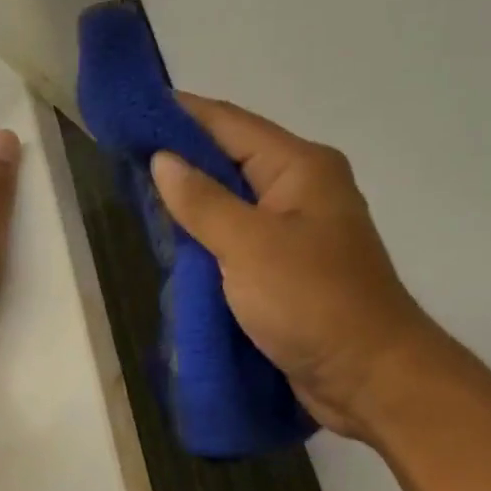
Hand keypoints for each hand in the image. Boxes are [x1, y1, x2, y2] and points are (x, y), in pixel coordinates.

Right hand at [150, 94, 444, 439]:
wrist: (370, 378)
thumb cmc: (313, 302)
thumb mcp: (249, 246)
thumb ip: (202, 201)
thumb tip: (161, 159)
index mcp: (299, 167)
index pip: (227, 123)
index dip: (177, 114)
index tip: (128, 112)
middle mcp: (298, 188)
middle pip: (228, 157)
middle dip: (177, 157)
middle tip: (120, 156)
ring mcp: (293, 229)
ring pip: (228, 200)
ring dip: (187, 199)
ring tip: (133, 193)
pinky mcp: (284, 266)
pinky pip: (234, 236)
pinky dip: (203, 234)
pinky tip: (169, 238)